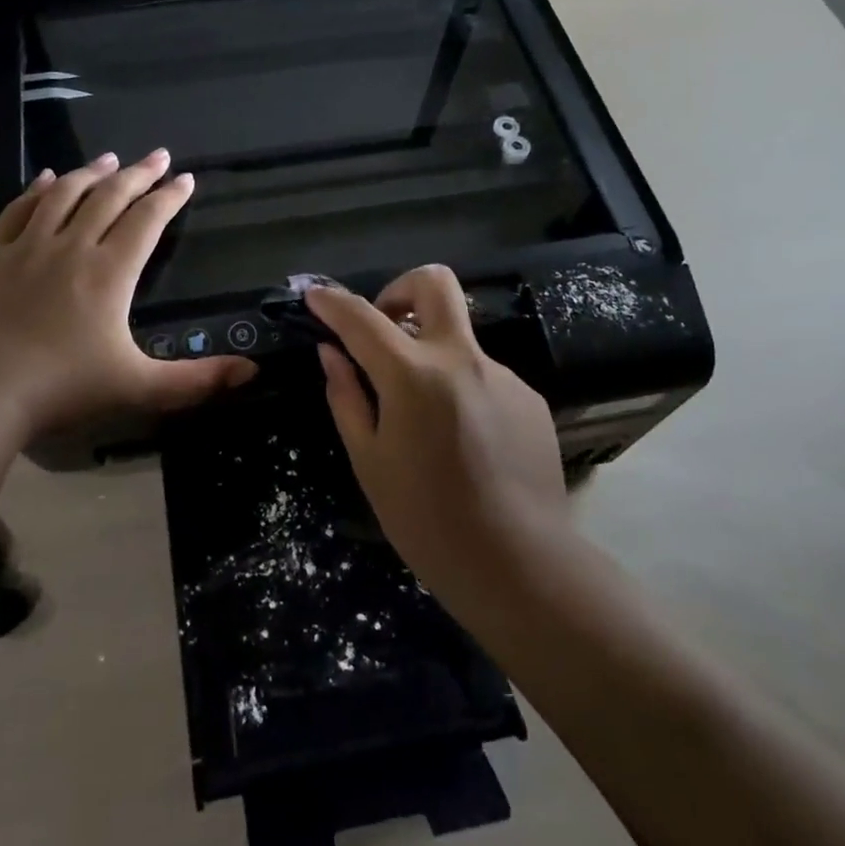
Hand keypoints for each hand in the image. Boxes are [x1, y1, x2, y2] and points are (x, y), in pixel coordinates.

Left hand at [0, 150, 254, 443]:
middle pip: (109, 197)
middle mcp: (70, 247)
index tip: (185, 179)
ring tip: (110, 158)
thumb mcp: (138, 388)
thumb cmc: (60, 389)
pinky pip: (17, 210)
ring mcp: (25, 248)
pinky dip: (36, 189)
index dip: (170, 198)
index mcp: (109, 272)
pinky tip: (45, 177)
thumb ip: (196, 380)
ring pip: (64, 195)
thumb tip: (253, 372)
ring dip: (90, 172)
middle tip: (158, 156)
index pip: (147, 221)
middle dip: (138, 174)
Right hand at [307, 266, 566, 599]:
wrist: (518, 563)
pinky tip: (461, 440)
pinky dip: (460, 388)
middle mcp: (462, 359)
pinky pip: (483, 375)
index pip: (362, 317)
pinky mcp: (528, 397)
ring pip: (458, 337)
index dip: (332, 301)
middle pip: (434, 283)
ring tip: (423, 415)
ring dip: (431, 354)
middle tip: (384, 326)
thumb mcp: (368, 460)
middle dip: (400, 289)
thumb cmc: (426, 518)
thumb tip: (332, 353)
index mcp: (413, 376)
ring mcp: (502, 374)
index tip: (316, 297)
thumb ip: (347, 396)